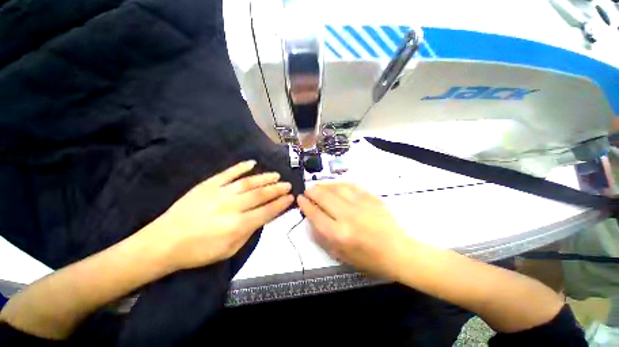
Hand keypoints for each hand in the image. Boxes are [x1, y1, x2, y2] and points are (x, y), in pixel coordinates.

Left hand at [144, 161, 293, 270]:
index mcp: (238, 225)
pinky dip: (241, 167)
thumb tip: (263, 216)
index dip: (281, 204)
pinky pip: (228, 173)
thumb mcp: (229, 250)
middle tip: (287, 185)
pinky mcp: (207, 185)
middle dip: (277, 189)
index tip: (291, 197)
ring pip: (248, 182)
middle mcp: (232, 207)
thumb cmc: (199, 251)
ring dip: (265, 178)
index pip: (267, 211)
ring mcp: (219, 193)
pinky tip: (252, 163)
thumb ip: (249, 232)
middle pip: (261, 194)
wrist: (164, 242)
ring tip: (276, 175)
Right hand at [297, 183, 412, 278]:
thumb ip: (322, 237)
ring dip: (324, 185)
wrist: (399, 251)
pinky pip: (351, 186)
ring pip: (336, 188)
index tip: (300, 198)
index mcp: (339, 234)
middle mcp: (347, 216)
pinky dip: (339, 184)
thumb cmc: (369, 259)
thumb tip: (311, 219)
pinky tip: (335, 185)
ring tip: (318, 186)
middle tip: (307, 190)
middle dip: (312, 191)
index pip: (315, 214)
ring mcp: (360, 204)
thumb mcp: (340, 255)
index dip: (305, 204)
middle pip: (323, 197)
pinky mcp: (370, 198)